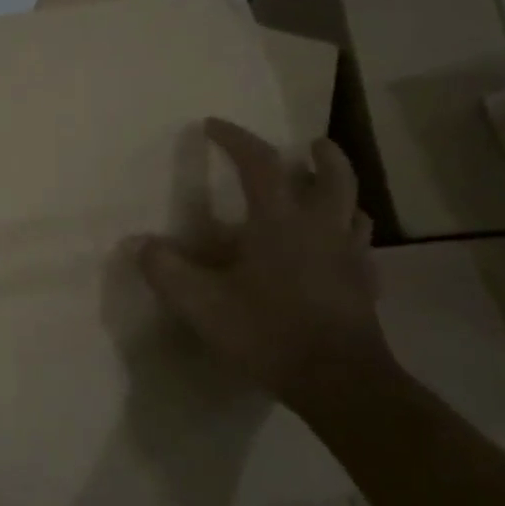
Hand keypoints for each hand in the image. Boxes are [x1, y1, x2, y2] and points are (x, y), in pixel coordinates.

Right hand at [136, 120, 385, 405]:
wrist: (338, 380)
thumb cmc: (267, 332)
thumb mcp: (201, 304)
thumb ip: (166, 270)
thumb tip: (139, 244)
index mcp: (280, 222)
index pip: (260, 164)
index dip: (236, 138)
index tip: (214, 124)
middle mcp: (321, 227)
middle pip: (333, 175)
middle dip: (321, 154)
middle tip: (310, 144)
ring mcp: (350, 256)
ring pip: (355, 209)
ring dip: (339, 192)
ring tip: (324, 192)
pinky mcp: (365, 287)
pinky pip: (361, 248)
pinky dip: (349, 236)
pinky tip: (337, 251)